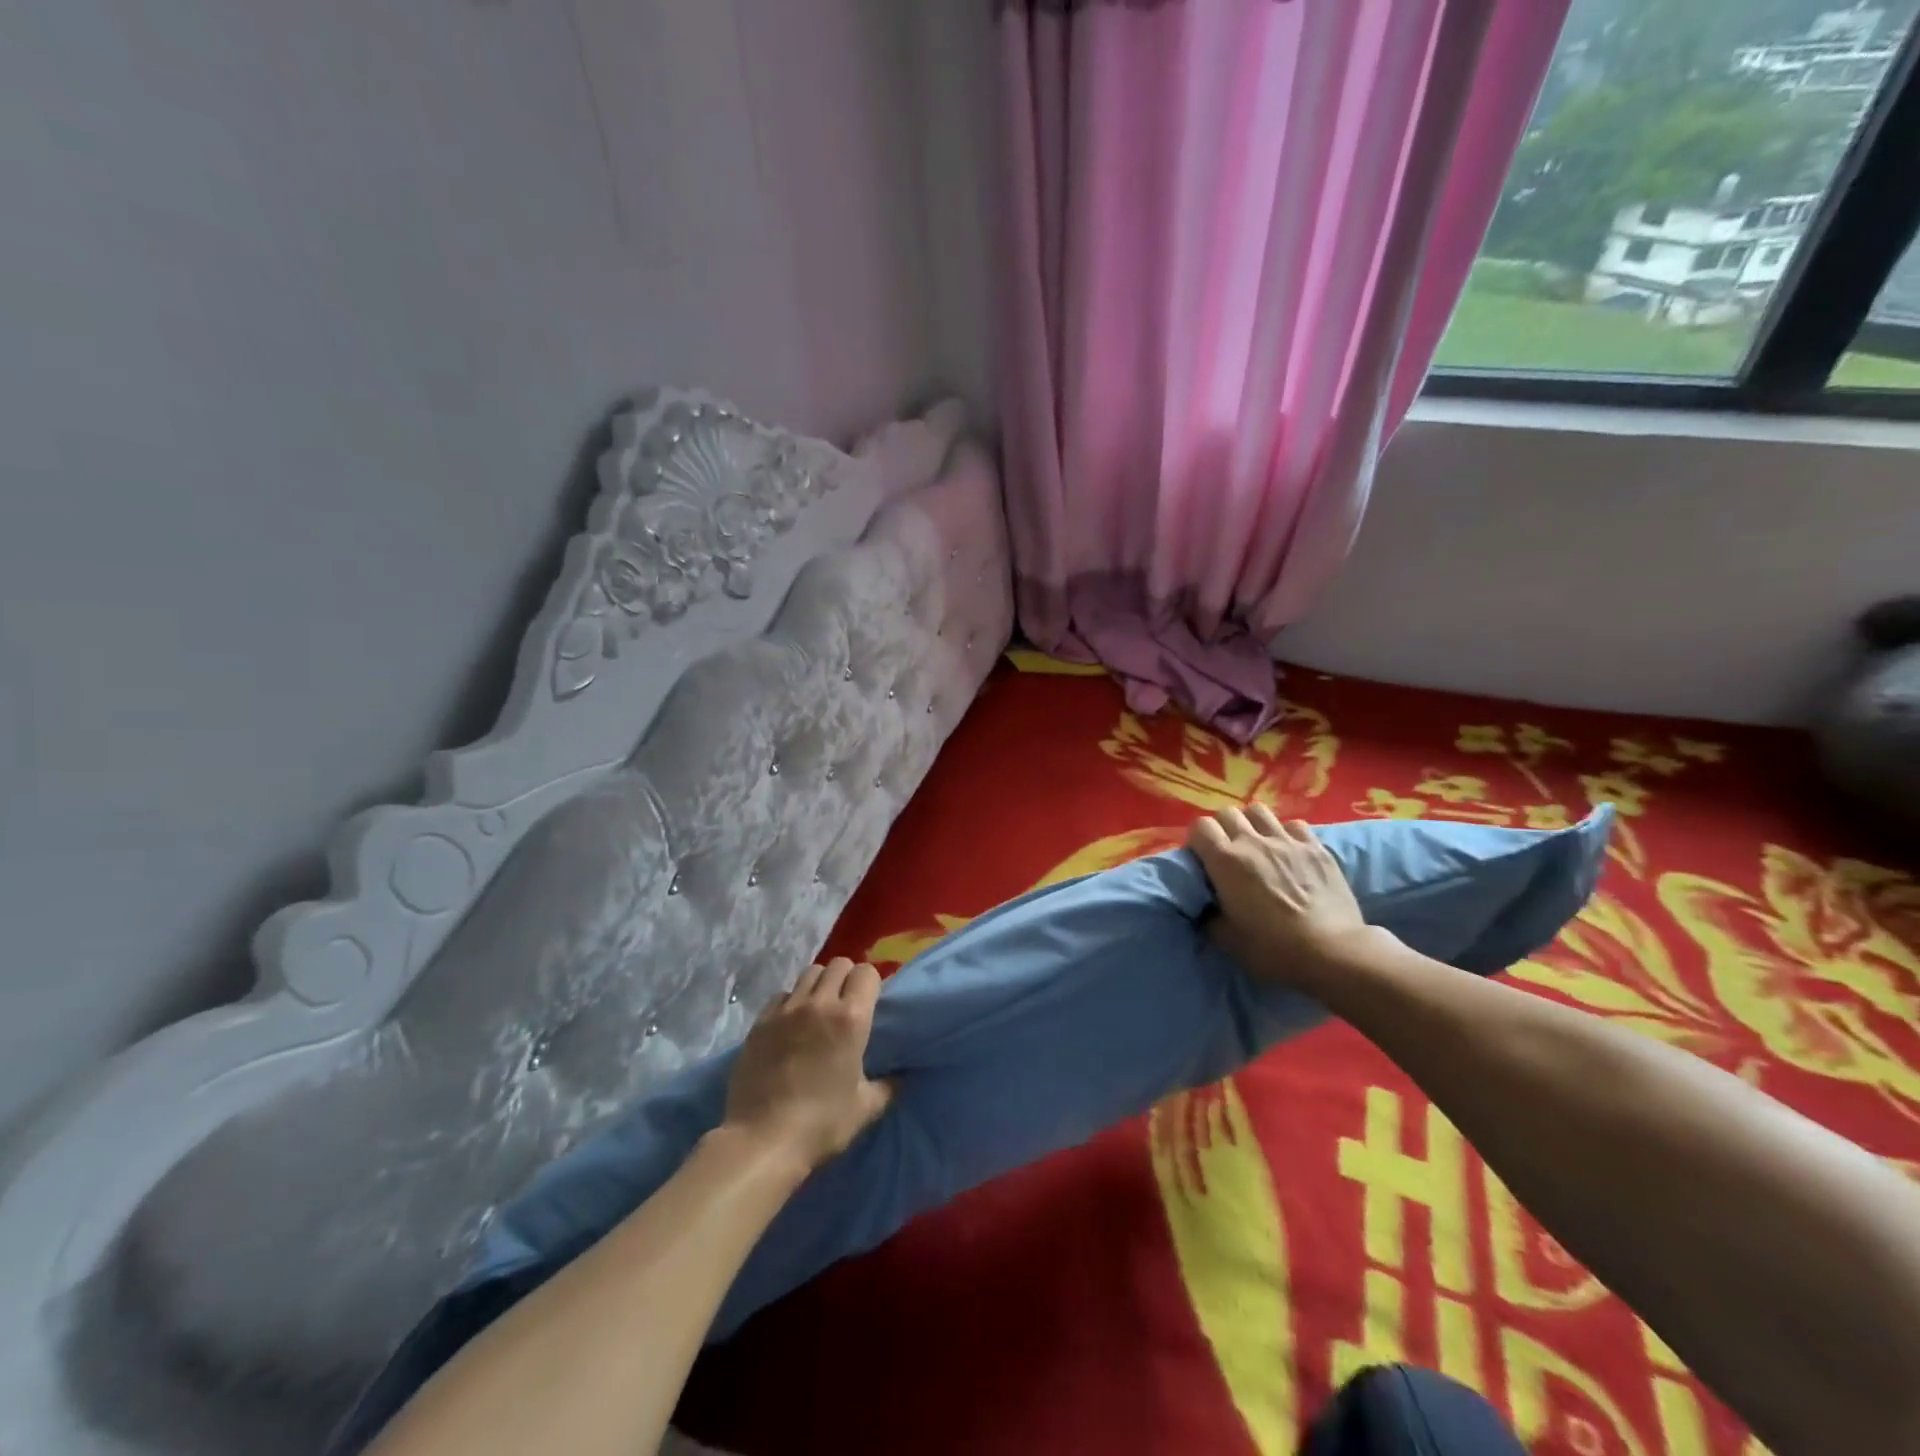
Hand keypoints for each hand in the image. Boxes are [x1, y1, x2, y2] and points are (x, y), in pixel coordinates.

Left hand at [723, 957, 892, 1171]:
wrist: (762, 1140)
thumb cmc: (821, 1124)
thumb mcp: (865, 1108)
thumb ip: (888, 1085)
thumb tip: (901, 1076)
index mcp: (851, 1018)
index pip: (866, 972)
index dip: (871, 984)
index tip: (871, 1004)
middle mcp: (819, 1003)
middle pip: (838, 964)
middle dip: (847, 978)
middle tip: (846, 1006)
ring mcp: (786, 1009)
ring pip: (809, 973)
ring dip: (820, 985)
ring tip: (819, 1011)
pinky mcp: (760, 1021)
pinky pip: (782, 995)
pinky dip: (791, 1002)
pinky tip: (791, 1026)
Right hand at [1187, 806, 1370, 985]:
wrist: (1332, 952)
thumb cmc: (1272, 949)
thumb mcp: (1226, 939)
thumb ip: (1209, 914)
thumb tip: (1206, 905)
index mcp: (1225, 861)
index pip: (1200, 827)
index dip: (1197, 840)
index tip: (1202, 859)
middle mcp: (1253, 842)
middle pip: (1228, 813)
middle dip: (1222, 828)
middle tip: (1228, 853)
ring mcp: (1287, 841)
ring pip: (1259, 811)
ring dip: (1252, 824)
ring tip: (1257, 845)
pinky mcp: (1316, 848)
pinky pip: (1294, 825)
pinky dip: (1287, 834)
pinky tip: (1290, 852)